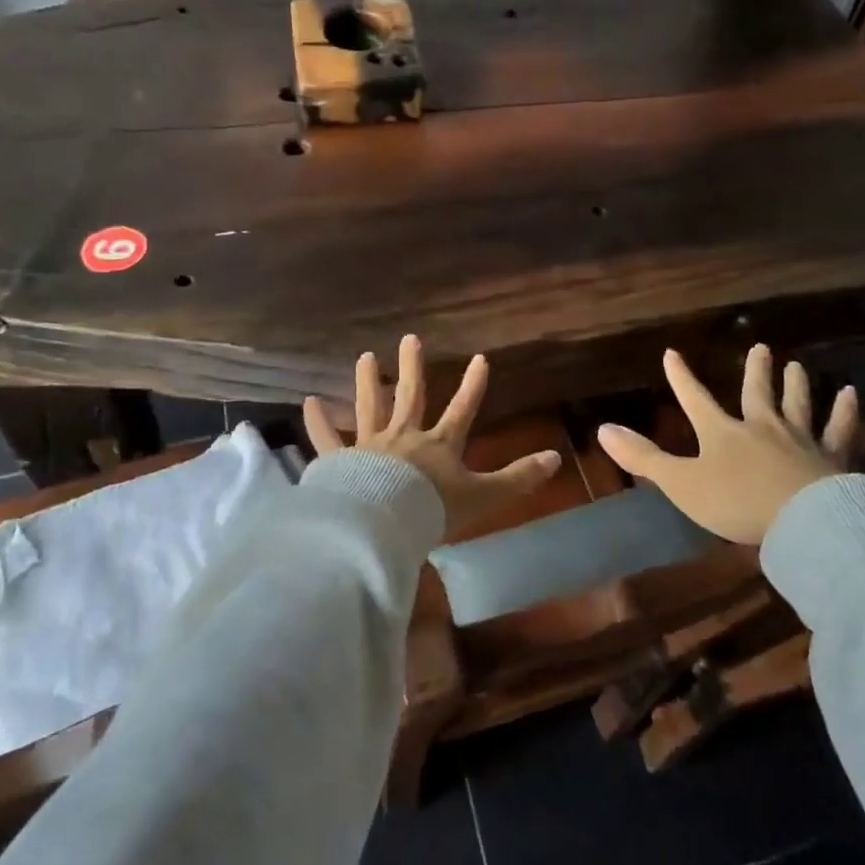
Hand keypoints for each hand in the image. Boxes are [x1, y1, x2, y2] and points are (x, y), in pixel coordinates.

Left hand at [303, 334, 561, 534]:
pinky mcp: (341, 462)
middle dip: (413, 367)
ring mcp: (371, 446)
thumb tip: (557, 458)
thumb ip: (518, 478)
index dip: (472, 385)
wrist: (385, 525)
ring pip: (370, 407)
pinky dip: (318, 422)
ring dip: (368, 382)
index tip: (480, 358)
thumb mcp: (484, 496)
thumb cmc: (434, 510)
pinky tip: (307, 401)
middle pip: (411, 396)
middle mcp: (405, 437)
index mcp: (439, 445)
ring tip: (365, 357)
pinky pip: (328, 439)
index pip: (462, 409)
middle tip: (410, 339)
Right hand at [595, 345, 860, 545]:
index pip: (695, 399)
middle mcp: (761, 427)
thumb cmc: (736, 502)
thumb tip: (602, 428)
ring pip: (798, 405)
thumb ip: (643, 457)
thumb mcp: (680, 483)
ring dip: (796, 385)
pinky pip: (840, 429)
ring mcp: (800, 439)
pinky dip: (845, 411)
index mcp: (722, 433)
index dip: (682, 377)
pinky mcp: (832, 457)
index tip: (673, 353)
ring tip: (797, 365)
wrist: (801, 520)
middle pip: (756, 393)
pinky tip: (851, 395)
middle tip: (762, 347)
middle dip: (756, 371)